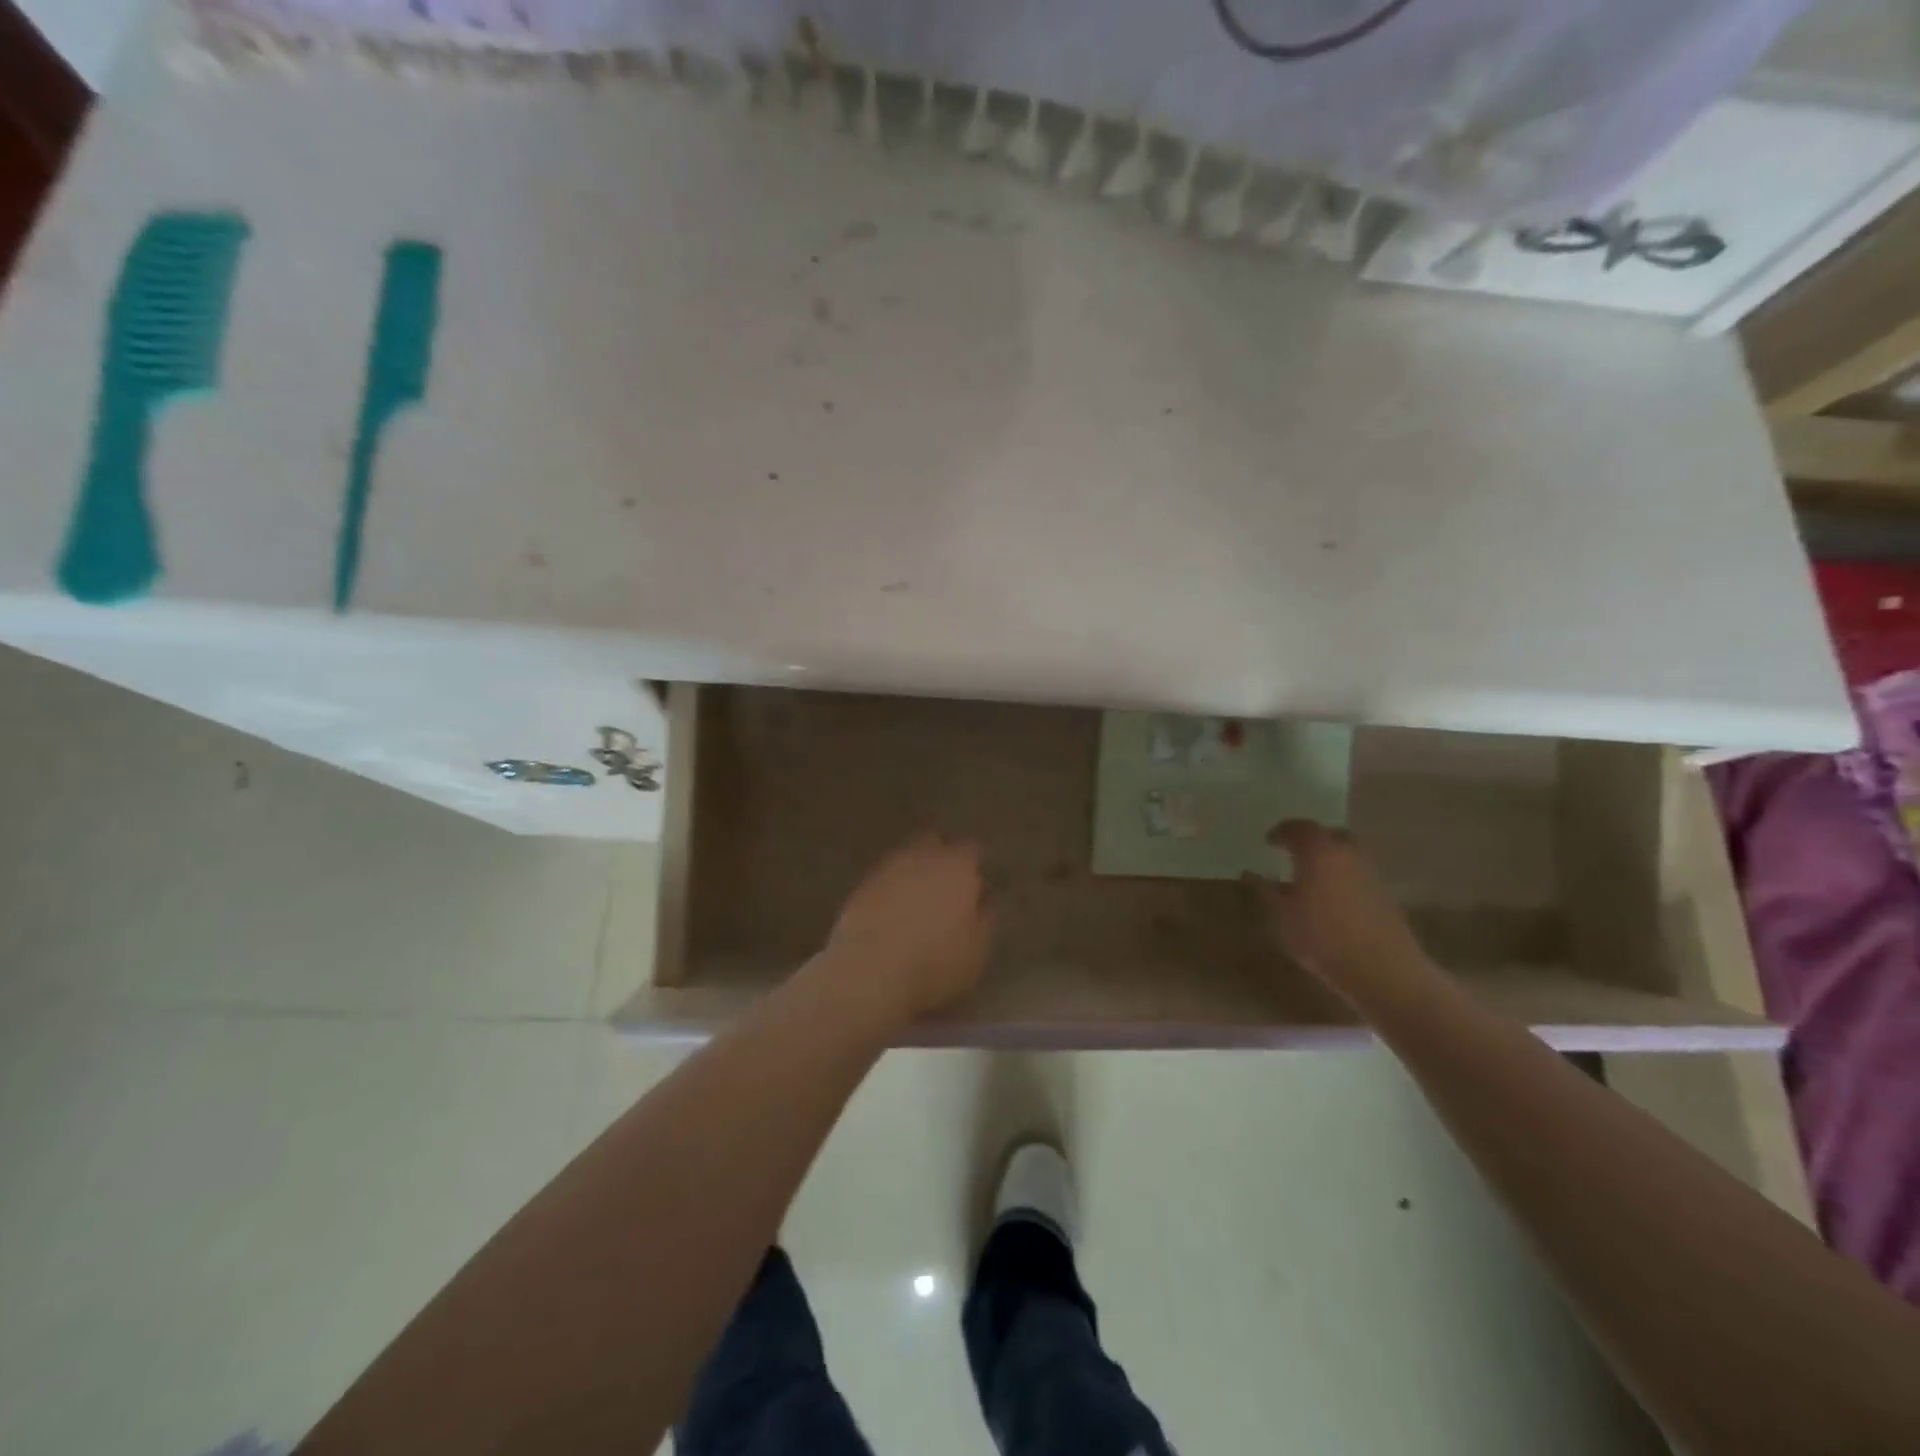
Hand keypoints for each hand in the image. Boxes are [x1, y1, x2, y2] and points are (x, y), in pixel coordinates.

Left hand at [820, 834, 993, 1020]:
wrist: (870, 972)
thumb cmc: (935, 964)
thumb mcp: (976, 952)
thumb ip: (985, 920)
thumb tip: (983, 903)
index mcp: (958, 869)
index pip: (972, 851)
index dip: (974, 866)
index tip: (976, 884)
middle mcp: (923, 859)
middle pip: (934, 845)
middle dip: (940, 859)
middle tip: (945, 885)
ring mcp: (888, 870)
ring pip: (905, 859)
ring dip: (912, 873)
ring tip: (916, 899)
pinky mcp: (861, 887)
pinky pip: (882, 880)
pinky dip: (889, 890)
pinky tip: (890, 912)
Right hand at [1246, 821, 1431, 998]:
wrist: (1384, 971)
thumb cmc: (1323, 938)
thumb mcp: (1284, 916)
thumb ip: (1267, 891)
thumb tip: (1250, 873)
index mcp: (1320, 852)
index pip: (1299, 828)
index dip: (1282, 832)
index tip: (1269, 841)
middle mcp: (1348, 854)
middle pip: (1330, 834)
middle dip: (1311, 840)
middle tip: (1293, 853)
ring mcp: (1371, 873)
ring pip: (1347, 853)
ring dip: (1329, 859)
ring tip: (1311, 878)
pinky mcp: (1385, 894)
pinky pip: (1358, 874)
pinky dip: (1343, 876)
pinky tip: (1331, 899)